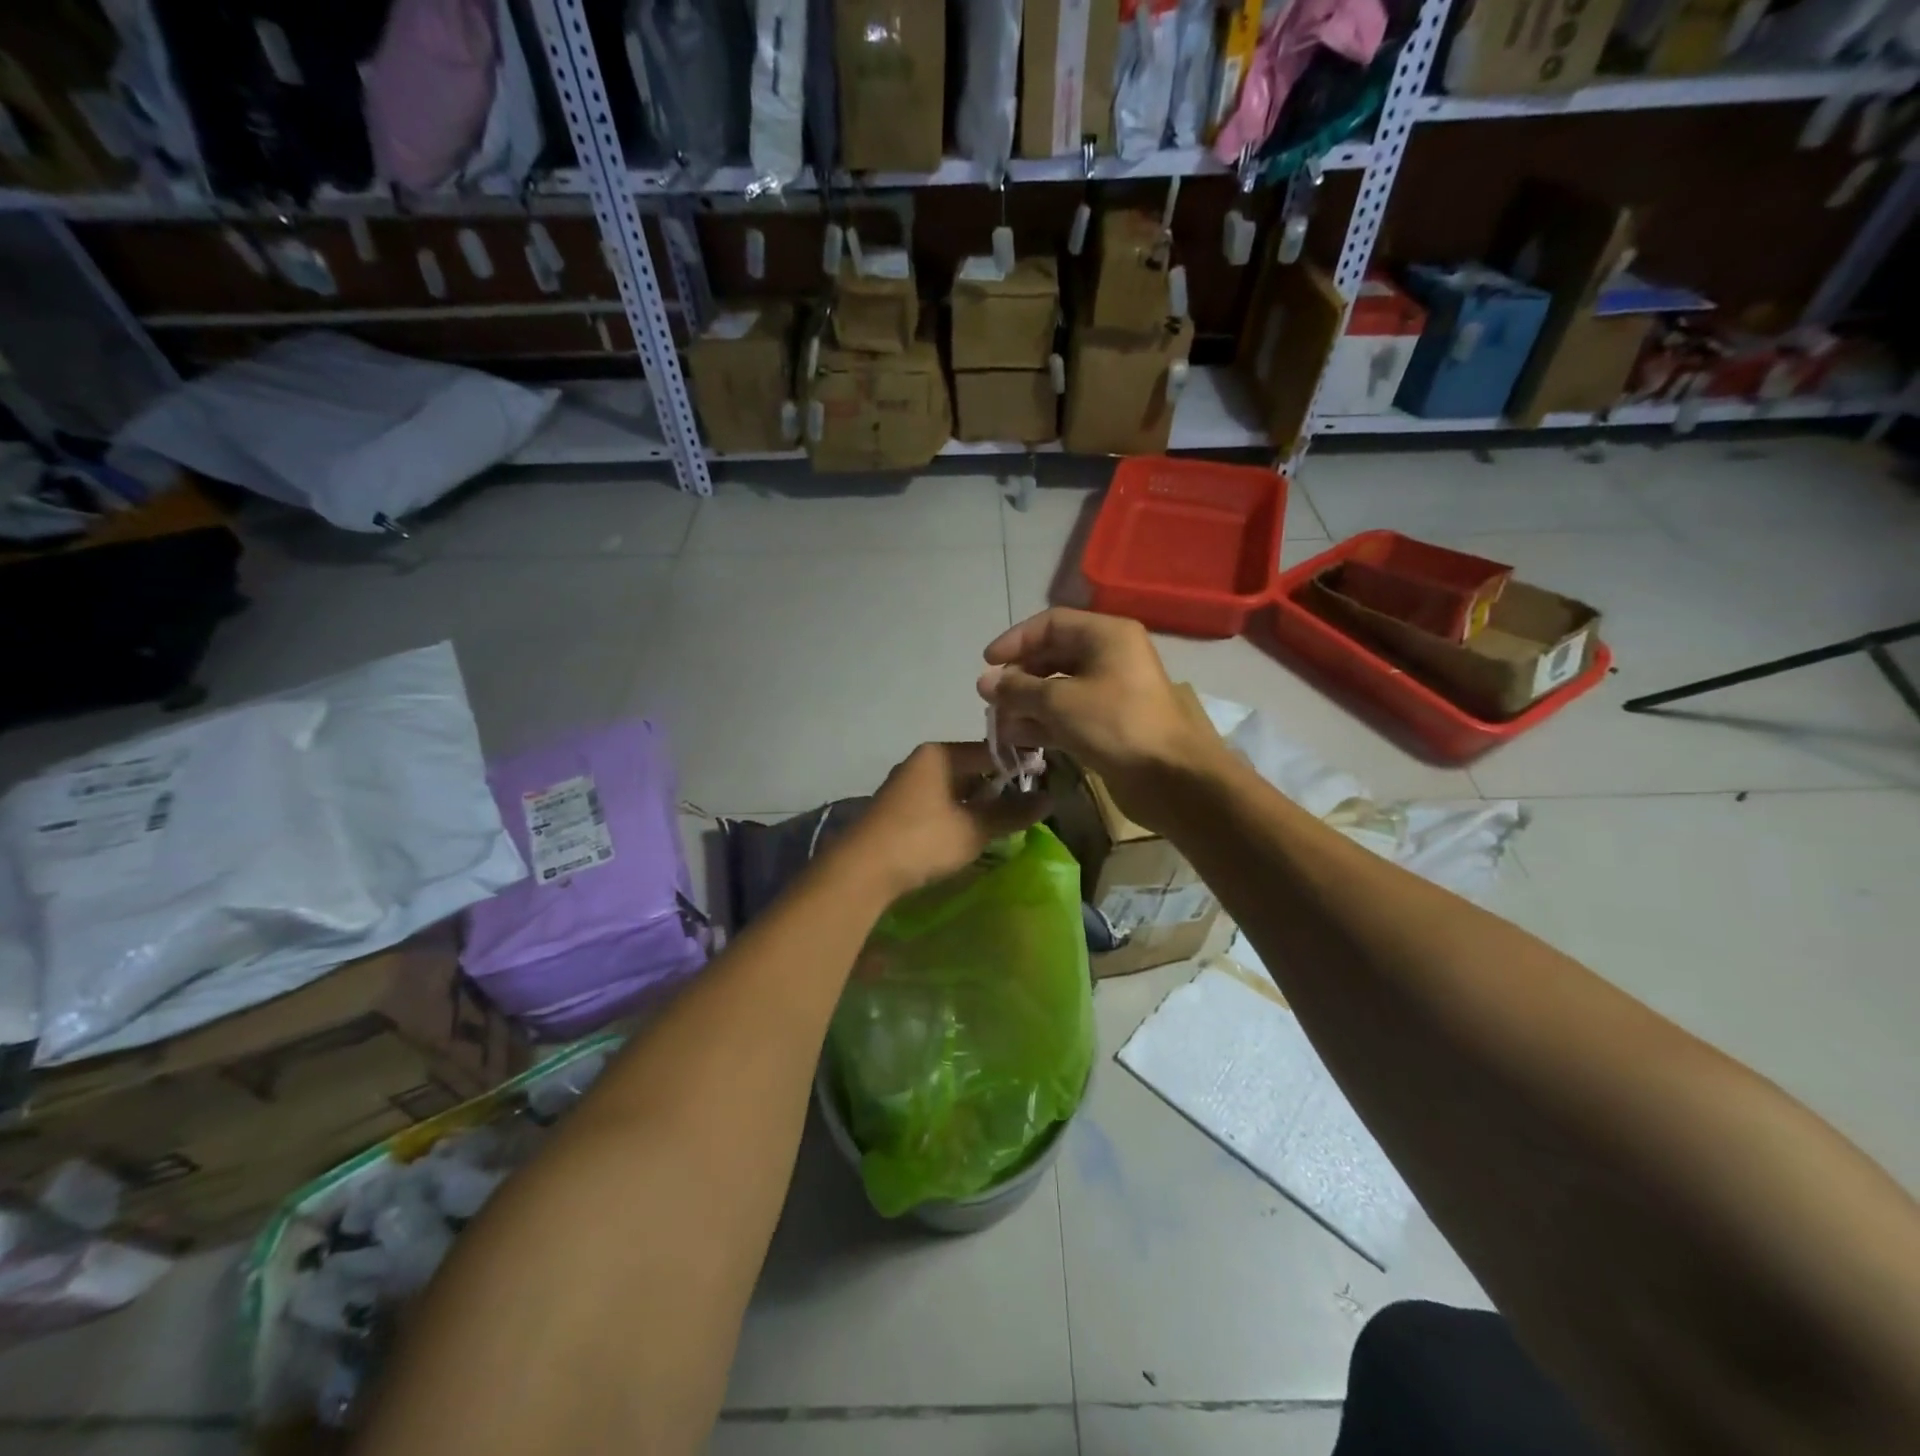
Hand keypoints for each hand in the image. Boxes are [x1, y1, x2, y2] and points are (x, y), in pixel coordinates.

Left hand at [839, 742, 1050, 900]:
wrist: (862, 870)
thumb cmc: (923, 840)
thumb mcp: (975, 828)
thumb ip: (1012, 812)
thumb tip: (1049, 799)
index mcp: (939, 754)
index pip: (989, 750)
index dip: (1018, 765)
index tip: (1044, 781)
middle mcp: (921, 762)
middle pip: (970, 768)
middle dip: (997, 788)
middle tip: (1025, 808)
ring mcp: (906, 786)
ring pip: (953, 788)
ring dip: (977, 805)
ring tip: (1002, 824)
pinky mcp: (897, 809)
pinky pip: (937, 804)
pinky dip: (957, 815)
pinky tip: (969, 834)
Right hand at [976, 608, 1226, 831]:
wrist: (1171, 777)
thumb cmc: (1115, 724)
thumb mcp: (1059, 702)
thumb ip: (1018, 689)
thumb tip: (984, 682)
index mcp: (1106, 635)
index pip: (1050, 624)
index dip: (1015, 640)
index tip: (987, 663)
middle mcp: (1110, 657)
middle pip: (1054, 656)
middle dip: (1019, 677)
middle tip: (992, 699)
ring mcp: (1111, 692)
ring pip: (1059, 689)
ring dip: (1027, 704)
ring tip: (999, 723)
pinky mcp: (1110, 724)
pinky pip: (1069, 715)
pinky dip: (1044, 723)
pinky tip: (1018, 739)